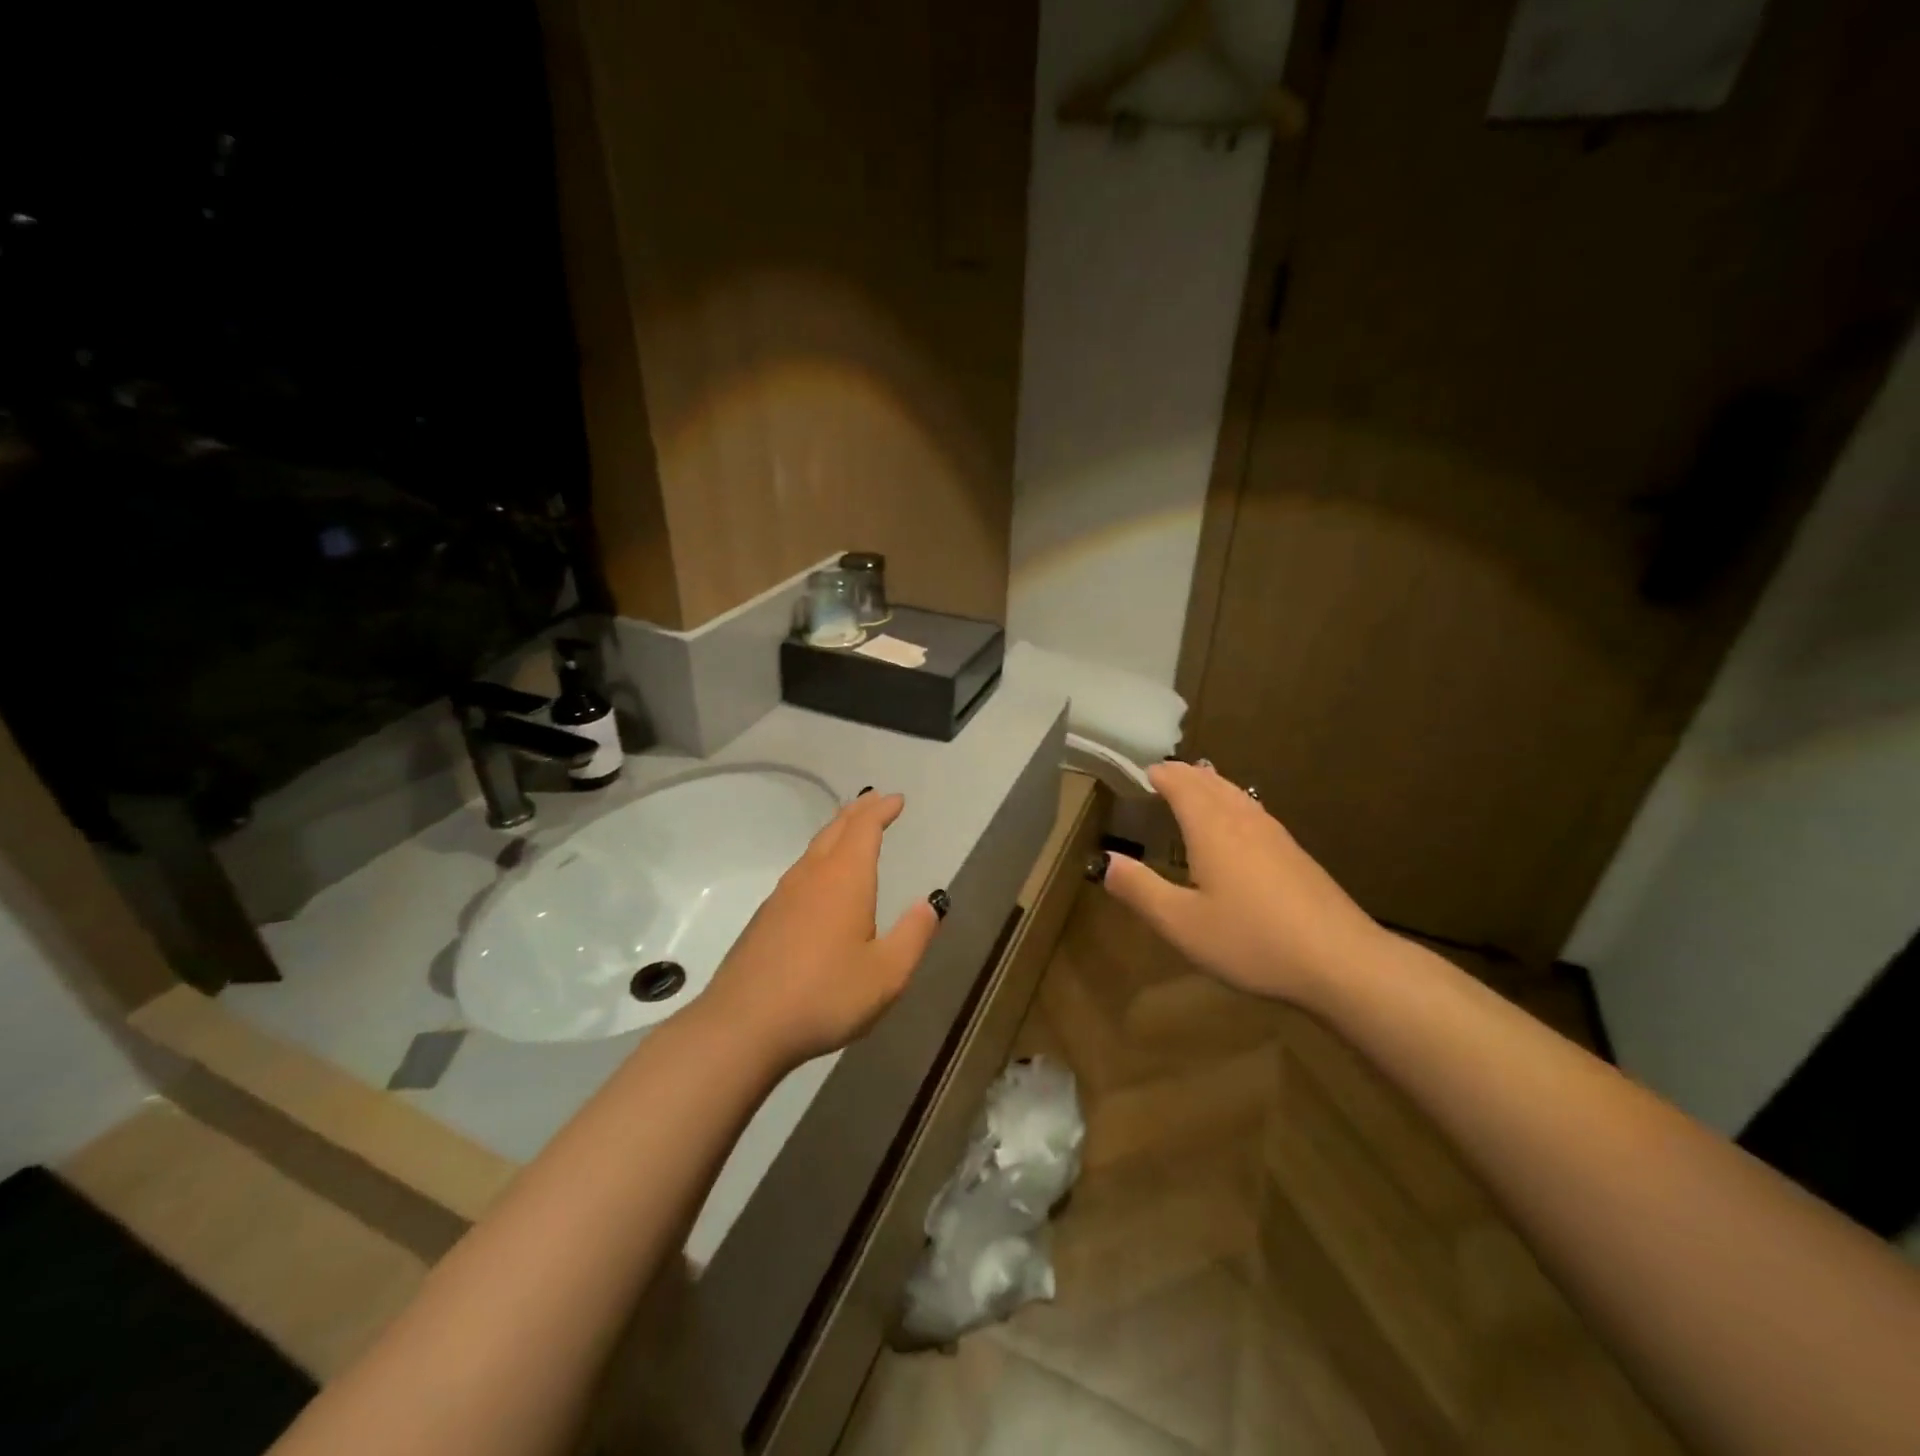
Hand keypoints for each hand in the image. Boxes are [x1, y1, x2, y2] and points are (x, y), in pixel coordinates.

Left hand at [699, 790, 942, 1068]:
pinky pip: (800, 872)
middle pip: (835, 830)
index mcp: (845, 879)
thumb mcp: (887, 974)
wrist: (743, 1025)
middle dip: (858, 812)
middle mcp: (812, 876)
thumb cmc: (825, 996)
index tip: (896, 799)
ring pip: (814, 849)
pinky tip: (819, 880)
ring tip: (850, 831)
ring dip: (836, 832)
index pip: (864, 828)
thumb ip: (913, 935)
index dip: (881, 810)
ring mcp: (782, 895)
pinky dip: (819, 858)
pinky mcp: (765, 918)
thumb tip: (930, 903)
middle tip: (875, 801)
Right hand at [1097, 761, 1385, 1006]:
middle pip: (1211, 783)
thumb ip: (1140, 890)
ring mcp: (1276, 836)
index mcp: (1212, 829)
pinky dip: (1234, 803)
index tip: (1145, 772)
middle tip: (1165, 774)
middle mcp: (1244, 821)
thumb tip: (1106, 861)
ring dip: (1212, 785)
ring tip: (1198, 786)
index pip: (1183, 785)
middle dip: (1186, 775)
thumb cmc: (1252, 940)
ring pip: (1237, 795)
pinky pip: (1254, 812)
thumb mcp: (1181, 924)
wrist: (1341, 961)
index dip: (1162, 775)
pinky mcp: (1296, 855)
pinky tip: (1240, 826)